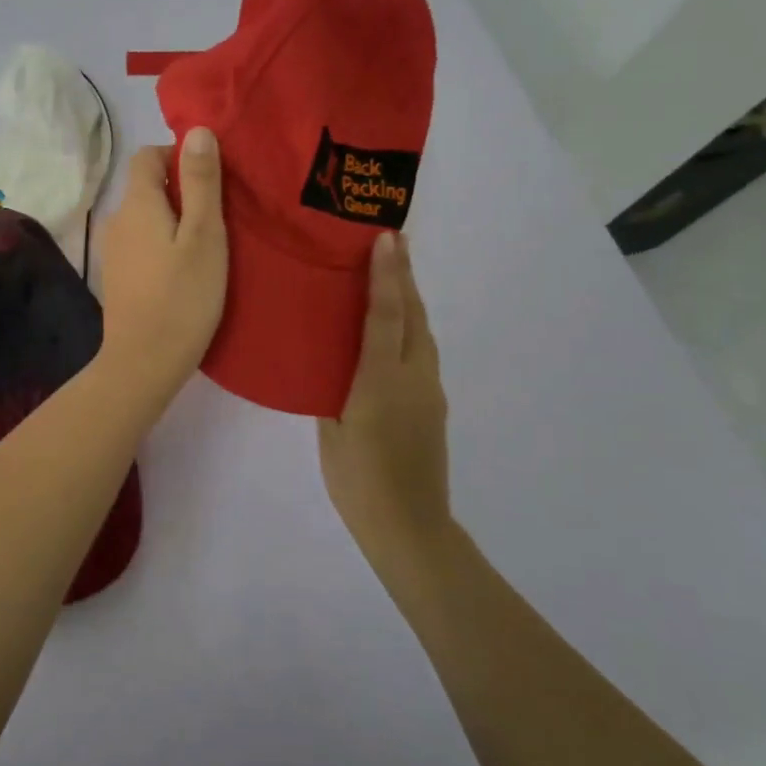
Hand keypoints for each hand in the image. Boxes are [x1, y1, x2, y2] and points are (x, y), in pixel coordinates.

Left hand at [95, 128, 228, 409]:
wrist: (143, 361)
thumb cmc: (182, 296)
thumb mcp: (204, 235)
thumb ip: (201, 182)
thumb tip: (196, 130)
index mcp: (136, 203)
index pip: (147, 155)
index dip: (177, 156)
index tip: (210, 179)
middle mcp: (116, 219)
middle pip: (146, 187)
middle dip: (180, 190)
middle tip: (218, 217)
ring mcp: (113, 251)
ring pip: (145, 218)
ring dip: (173, 220)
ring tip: (206, 246)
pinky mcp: (117, 277)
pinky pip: (141, 244)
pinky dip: (162, 244)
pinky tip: (183, 271)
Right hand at [318, 231, 451, 544]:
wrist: (409, 526)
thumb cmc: (357, 480)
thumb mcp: (331, 430)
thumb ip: (333, 389)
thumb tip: (333, 362)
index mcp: (381, 381)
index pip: (386, 315)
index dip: (386, 275)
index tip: (386, 239)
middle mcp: (413, 377)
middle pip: (414, 316)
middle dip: (405, 276)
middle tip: (393, 242)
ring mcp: (430, 391)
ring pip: (423, 333)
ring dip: (409, 300)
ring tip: (391, 275)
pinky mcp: (434, 405)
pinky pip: (422, 354)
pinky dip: (410, 328)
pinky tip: (393, 330)